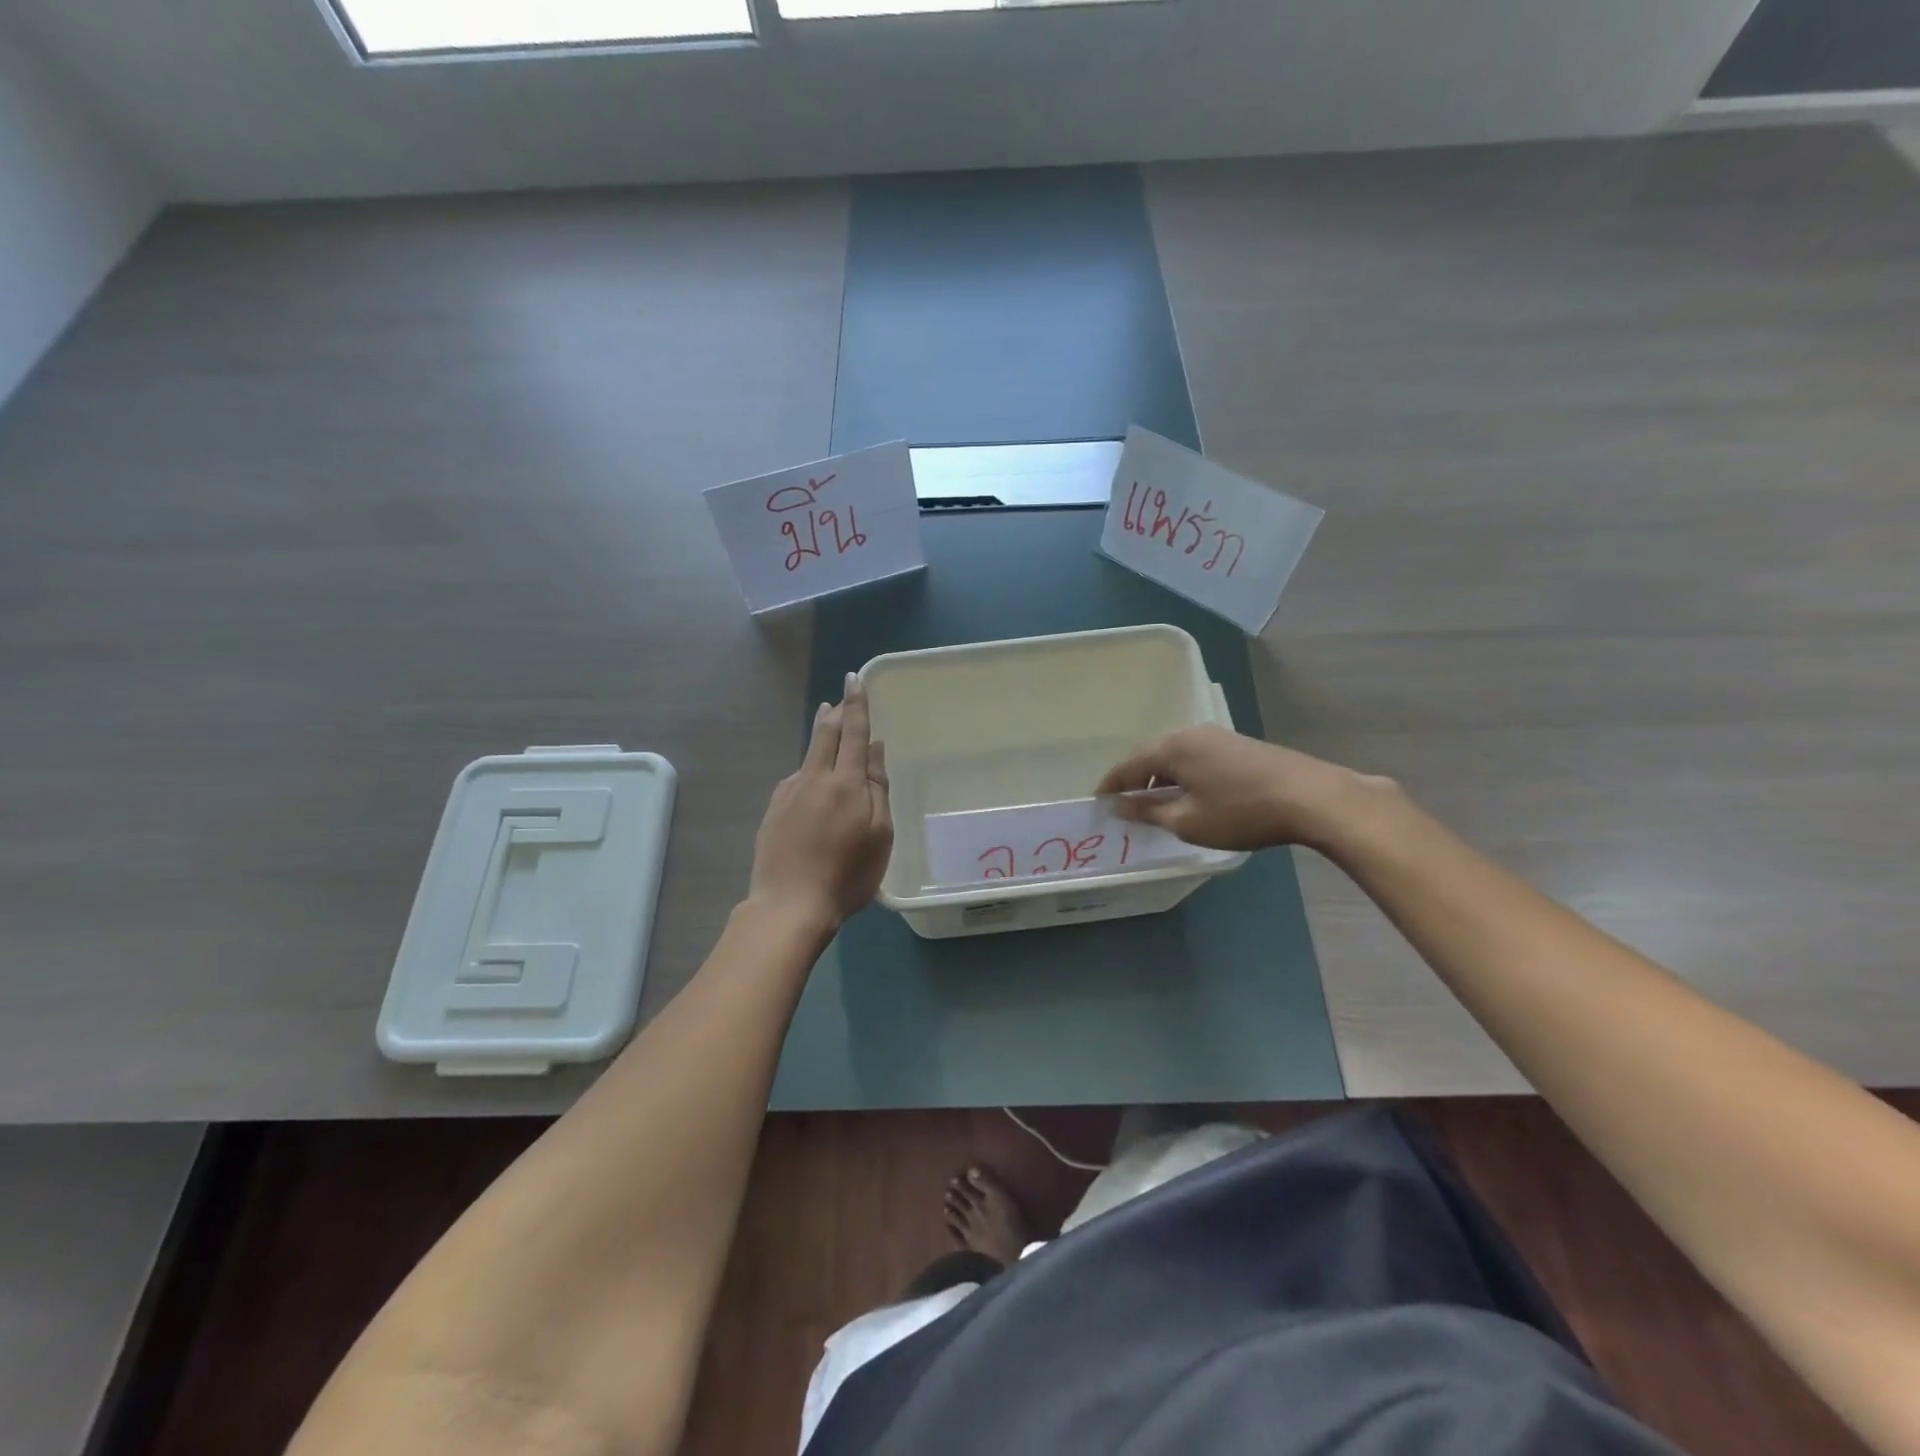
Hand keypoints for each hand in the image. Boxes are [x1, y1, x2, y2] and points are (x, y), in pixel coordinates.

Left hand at [748, 672, 893, 932]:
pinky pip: (796, 779)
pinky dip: (808, 770)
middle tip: (840, 697)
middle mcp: (814, 778)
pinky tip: (811, 781)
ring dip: (820, 736)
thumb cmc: (847, 874)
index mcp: (846, 783)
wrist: (790, 904)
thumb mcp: (880, 835)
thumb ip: (878, 788)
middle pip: (825, 735)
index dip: (856, 705)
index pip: (853, 733)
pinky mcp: (773, 810)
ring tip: (828, 725)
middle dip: (835, 713)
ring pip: (808, 755)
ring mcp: (789, 793)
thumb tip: (876, 750)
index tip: (854, 679)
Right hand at [1095, 724, 1390, 852]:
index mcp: (1172, 747)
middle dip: (1134, 778)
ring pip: (1174, 754)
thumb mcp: (1188, 821)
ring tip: (1155, 802)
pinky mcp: (1237, 744)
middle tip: (1124, 803)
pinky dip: (1182, 773)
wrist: (1310, 797)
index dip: (1111, 785)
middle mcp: (1190, 733)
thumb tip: (1121, 805)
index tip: (1098, 803)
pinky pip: (1195, 756)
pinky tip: (1189, 793)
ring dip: (1160, 776)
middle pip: (1150, 755)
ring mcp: (1217, 736)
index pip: (1128, 765)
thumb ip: (1149, 811)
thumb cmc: (1240, 812)